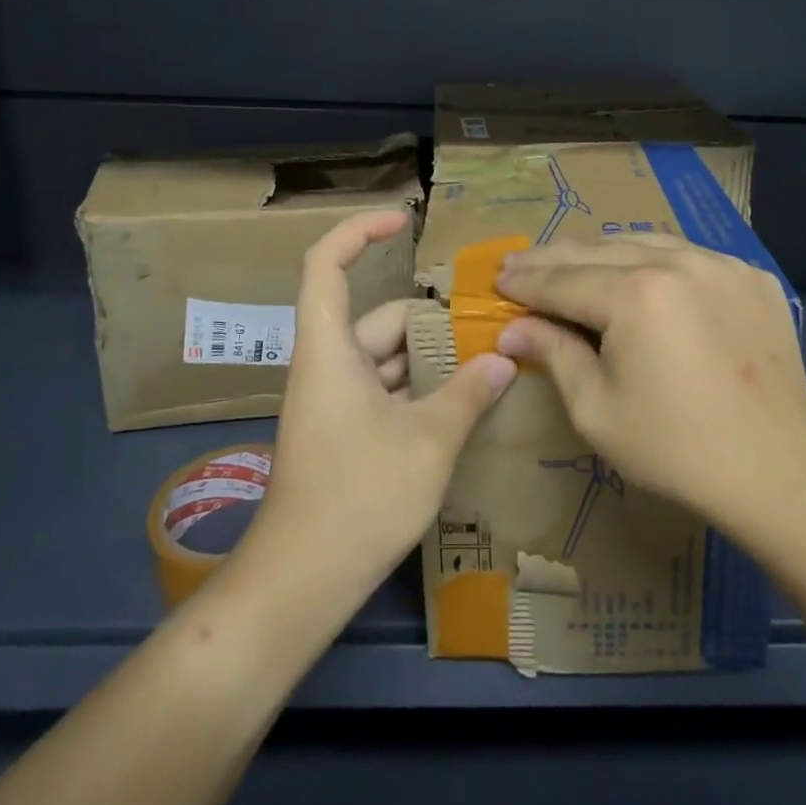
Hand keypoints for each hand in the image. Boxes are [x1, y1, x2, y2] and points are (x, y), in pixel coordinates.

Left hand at [248, 210, 515, 602]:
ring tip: (489, 364)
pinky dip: (421, 389)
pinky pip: (386, 390)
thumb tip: (505, 359)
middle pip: (378, 318)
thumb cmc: (358, 497)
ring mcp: (334, 400)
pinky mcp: (344, 430)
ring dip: (432, 359)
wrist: (301, 582)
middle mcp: (328, 364)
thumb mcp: (429, 442)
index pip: (327, 264)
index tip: (404, 222)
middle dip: (431, 320)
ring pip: (387, 358)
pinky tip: (463, 405)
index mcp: (330, 349)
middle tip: (489, 326)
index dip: (360, 231)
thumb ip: (469, 394)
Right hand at [495, 235, 805, 533]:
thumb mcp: (597, 409)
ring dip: (601, 251)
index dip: (525, 282)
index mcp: (634, 295)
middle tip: (520, 263)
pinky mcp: (749, 276)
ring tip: (571, 260)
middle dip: (553, 258)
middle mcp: (676, 262)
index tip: (497, 279)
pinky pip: (688, 255)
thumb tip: (512, 330)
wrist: (780, 469)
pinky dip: (654, 259)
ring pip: (643, 242)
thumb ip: (554, 355)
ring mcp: (719, 263)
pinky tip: (640, 273)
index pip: (562, 281)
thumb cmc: (676, 449)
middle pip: (597, 251)